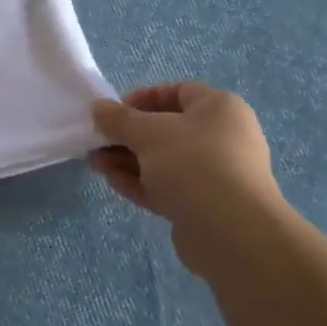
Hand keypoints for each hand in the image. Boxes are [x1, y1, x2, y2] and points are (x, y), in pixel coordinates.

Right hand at [90, 83, 279, 267]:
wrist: (231, 233)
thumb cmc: (193, 164)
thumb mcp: (148, 133)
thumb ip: (119, 119)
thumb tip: (99, 107)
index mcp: (219, 109)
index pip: (177, 92)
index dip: (142, 98)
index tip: (112, 112)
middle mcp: (221, 138)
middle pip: (166, 129)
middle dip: (127, 135)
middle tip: (97, 142)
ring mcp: (213, 174)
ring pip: (162, 160)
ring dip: (127, 160)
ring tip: (95, 163)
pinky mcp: (202, 205)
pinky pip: (166, 186)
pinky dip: (139, 182)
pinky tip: (111, 181)